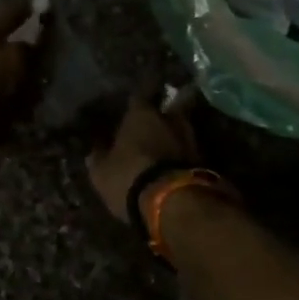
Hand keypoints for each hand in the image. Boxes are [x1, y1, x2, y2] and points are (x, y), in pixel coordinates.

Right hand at [86, 89, 198, 222]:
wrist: (174, 203)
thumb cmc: (130, 178)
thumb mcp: (101, 173)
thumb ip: (98, 158)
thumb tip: (94, 151)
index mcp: (141, 114)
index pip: (138, 97)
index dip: (135, 102)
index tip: (131, 106)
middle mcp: (168, 119)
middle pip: (167, 110)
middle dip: (160, 118)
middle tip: (151, 127)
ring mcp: (190, 138)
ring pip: (180, 130)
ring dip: (173, 137)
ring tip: (163, 148)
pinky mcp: (204, 160)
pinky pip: (188, 152)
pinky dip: (181, 156)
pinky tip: (172, 166)